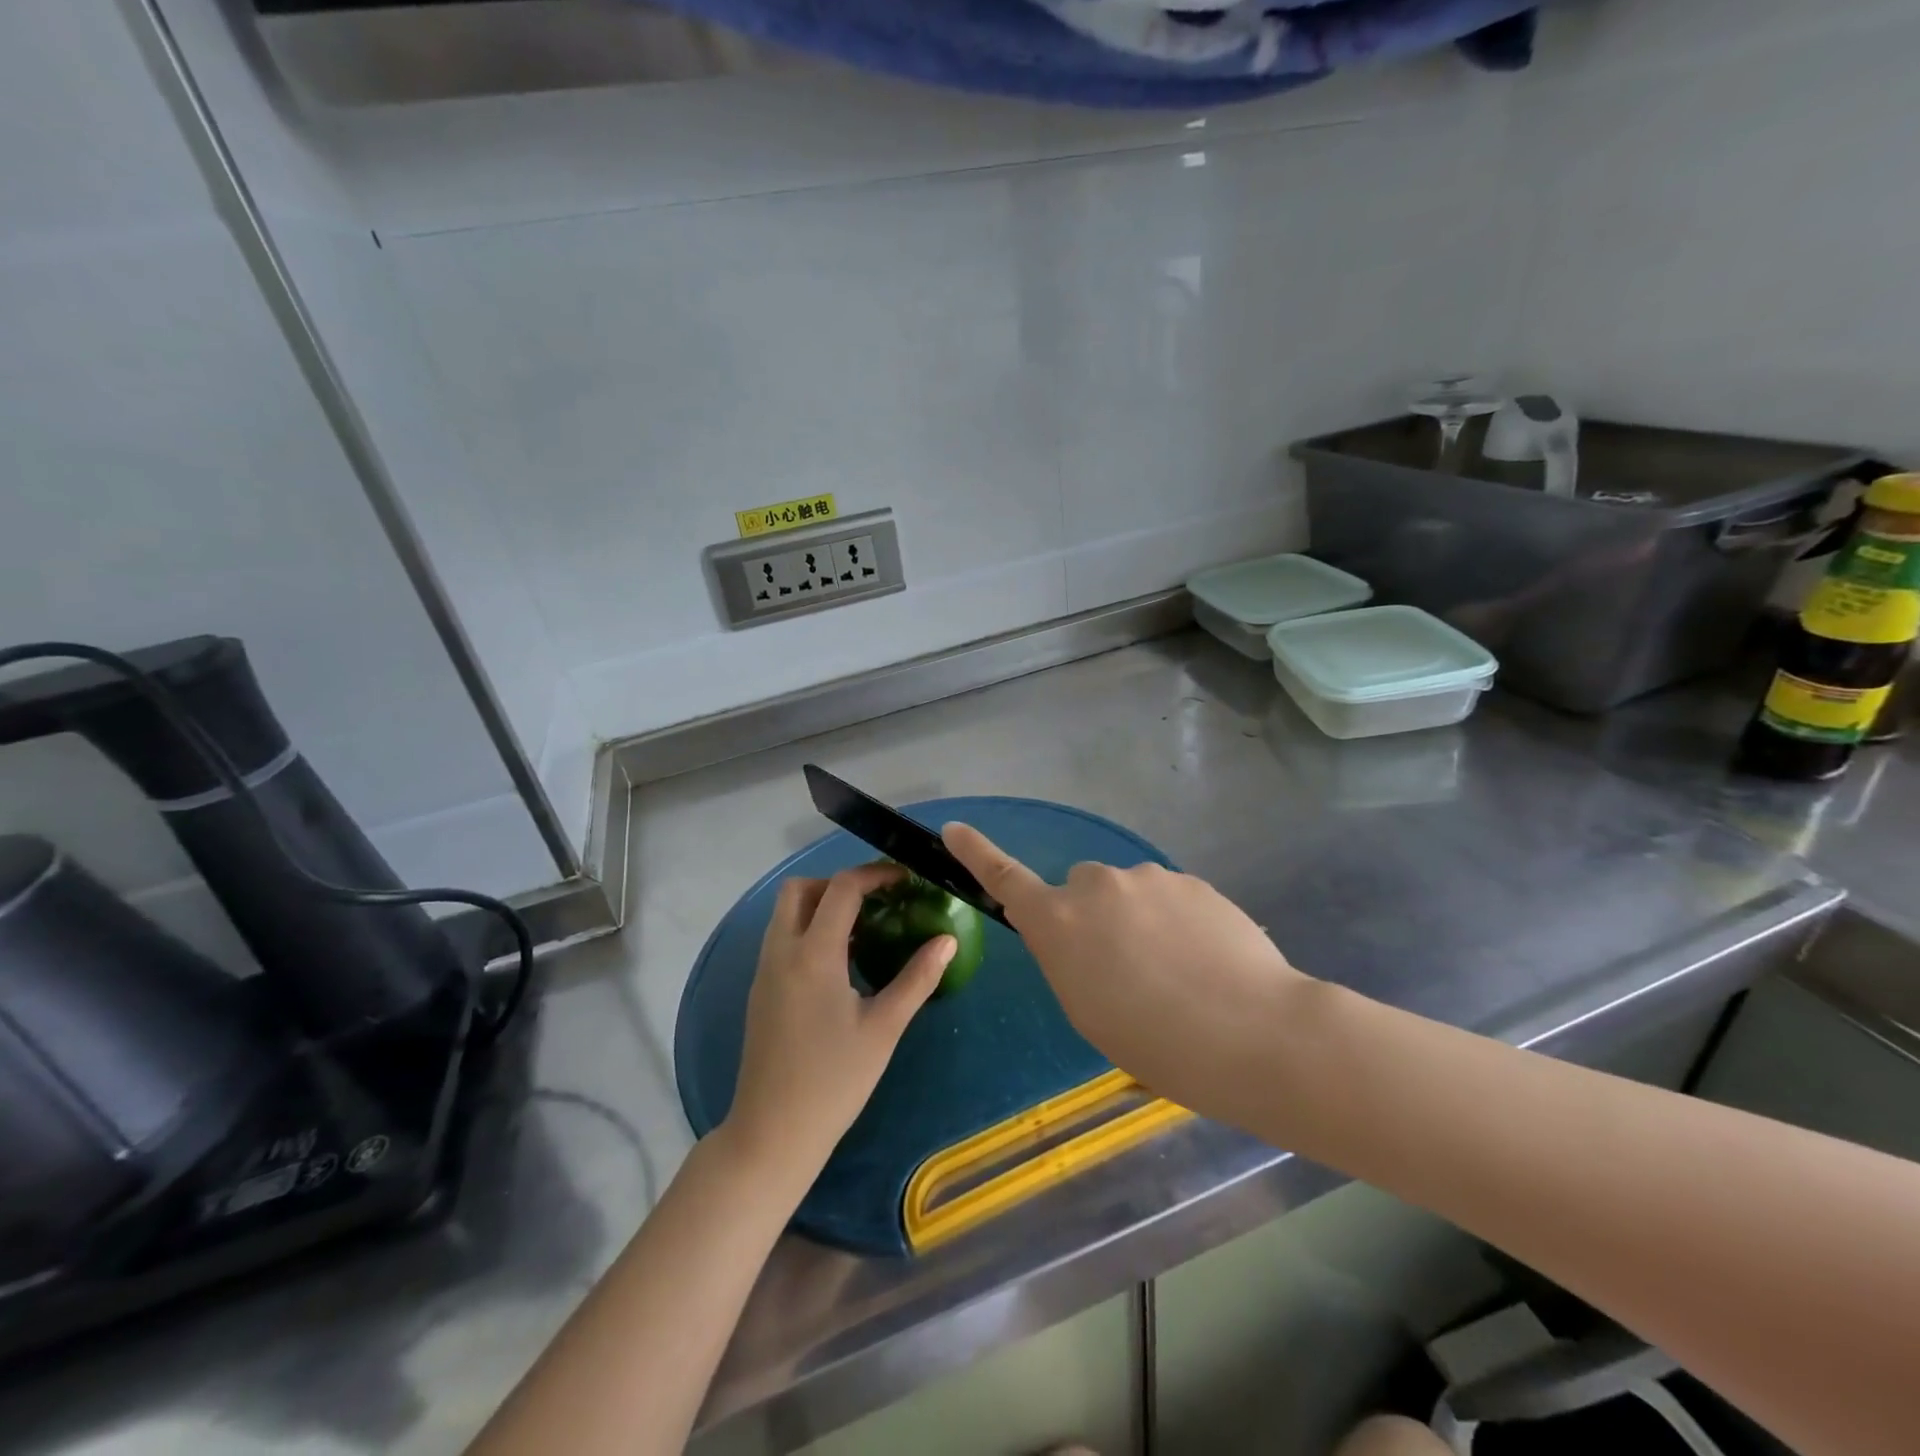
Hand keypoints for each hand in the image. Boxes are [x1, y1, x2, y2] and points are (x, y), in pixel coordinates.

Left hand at [724, 864, 953, 1183]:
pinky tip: (841, 964)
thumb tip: (947, 940)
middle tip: (877, 902)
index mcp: (813, 954)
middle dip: (839, 883)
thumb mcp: (884, 1028)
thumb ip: (917, 978)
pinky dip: (809, 930)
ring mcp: (765, 970)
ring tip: (864, 931)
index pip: (841, 888)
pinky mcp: (761, 990)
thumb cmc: (834, 1081)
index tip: (904, 880)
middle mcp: (782, 951)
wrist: (773, 1133)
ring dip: (822, 906)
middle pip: (800, 889)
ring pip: (787, 912)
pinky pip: (783, 938)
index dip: (875, 874)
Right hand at [942, 822, 1309, 1123]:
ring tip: (1179, 975)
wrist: (1253, 1032)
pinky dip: (1178, 923)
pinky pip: (1169, 898)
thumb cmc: (1156, 1043)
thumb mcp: (1088, 1011)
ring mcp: (1148, 877)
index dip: (976, 854)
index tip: (954, 829)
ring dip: (1140, 921)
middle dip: (1093, 917)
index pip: (1005, 879)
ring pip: (1130, 894)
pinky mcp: (1192, 881)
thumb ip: (1071, 960)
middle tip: (1127, 970)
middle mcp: (1097, 885)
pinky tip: (1208, 962)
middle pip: (1082, 890)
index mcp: (1059, 922)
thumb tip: (1082, 937)